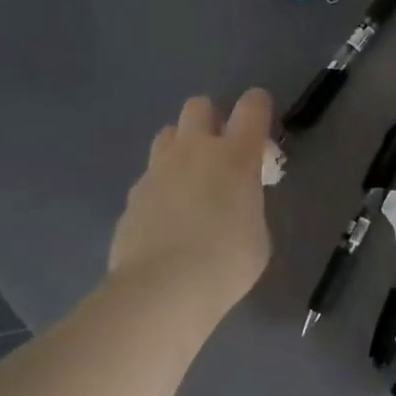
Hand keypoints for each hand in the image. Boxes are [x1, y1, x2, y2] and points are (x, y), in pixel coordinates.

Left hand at [108, 90, 273, 315]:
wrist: (162, 290)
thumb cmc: (226, 262)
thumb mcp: (259, 234)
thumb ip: (249, 206)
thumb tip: (234, 204)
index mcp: (235, 156)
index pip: (252, 106)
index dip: (259, 107)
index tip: (262, 125)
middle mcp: (194, 151)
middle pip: (199, 106)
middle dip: (212, 120)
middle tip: (222, 153)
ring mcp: (158, 171)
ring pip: (168, 134)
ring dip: (182, 147)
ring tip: (192, 181)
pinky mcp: (132, 196)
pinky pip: (151, 176)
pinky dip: (162, 187)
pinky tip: (168, 218)